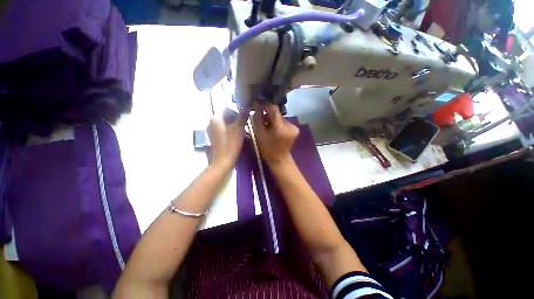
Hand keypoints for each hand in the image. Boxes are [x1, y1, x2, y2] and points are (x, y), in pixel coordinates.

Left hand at [207, 109, 248, 168]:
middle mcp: (211, 123)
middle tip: (244, 126)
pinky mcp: (214, 138)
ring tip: (242, 133)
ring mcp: (211, 131)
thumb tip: (247, 106)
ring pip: (225, 124)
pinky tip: (236, 138)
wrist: (223, 161)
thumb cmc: (231, 143)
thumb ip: (242, 116)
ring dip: (234, 126)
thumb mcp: (238, 128)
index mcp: (215, 118)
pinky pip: (224, 131)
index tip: (244, 120)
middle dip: (236, 120)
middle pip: (226, 117)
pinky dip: (230, 132)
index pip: (227, 109)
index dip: (237, 113)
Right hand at [252, 104, 298, 165]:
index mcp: (280, 128)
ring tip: (267, 126)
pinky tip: (274, 129)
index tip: (258, 104)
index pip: (274, 109)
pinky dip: (278, 123)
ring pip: (281, 118)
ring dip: (273, 119)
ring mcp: (294, 127)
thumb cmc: (267, 148)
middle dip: (269, 115)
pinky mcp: (295, 129)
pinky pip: (284, 122)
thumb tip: (257, 105)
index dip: (266, 105)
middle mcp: (290, 126)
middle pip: (277, 114)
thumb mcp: (259, 133)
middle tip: (261, 118)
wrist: (279, 159)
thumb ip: (258, 118)